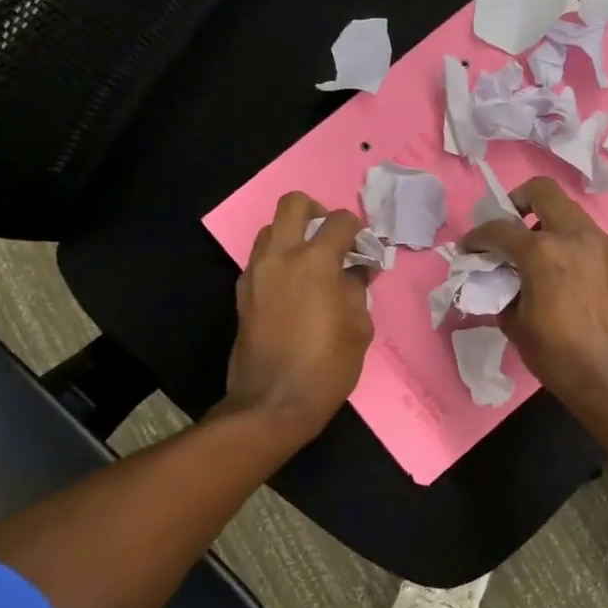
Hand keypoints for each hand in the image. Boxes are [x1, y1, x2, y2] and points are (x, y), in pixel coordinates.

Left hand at [227, 192, 375, 443]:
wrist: (273, 403)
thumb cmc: (327, 366)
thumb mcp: (359, 327)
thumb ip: (358, 289)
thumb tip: (356, 271)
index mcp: (316, 261)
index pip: (340, 221)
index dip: (358, 230)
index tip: (364, 248)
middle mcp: (281, 257)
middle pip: (292, 204)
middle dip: (315, 210)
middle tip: (330, 236)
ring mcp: (256, 274)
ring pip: (270, 230)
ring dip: (292, 235)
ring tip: (310, 263)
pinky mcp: (242, 294)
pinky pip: (260, 260)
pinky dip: (278, 261)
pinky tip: (293, 288)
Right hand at [463, 176, 607, 422]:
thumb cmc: (558, 355)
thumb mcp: (516, 325)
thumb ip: (503, 291)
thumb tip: (500, 281)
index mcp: (543, 252)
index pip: (500, 229)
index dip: (477, 237)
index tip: (469, 248)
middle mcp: (574, 236)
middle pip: (542, 191)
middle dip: (518, 201)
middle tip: (509, 227)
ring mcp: (600, 243)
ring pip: (568, 210)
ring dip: (547, 221)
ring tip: (536, 252)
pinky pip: (586, 233)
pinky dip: (568, 240)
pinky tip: (561, 269)